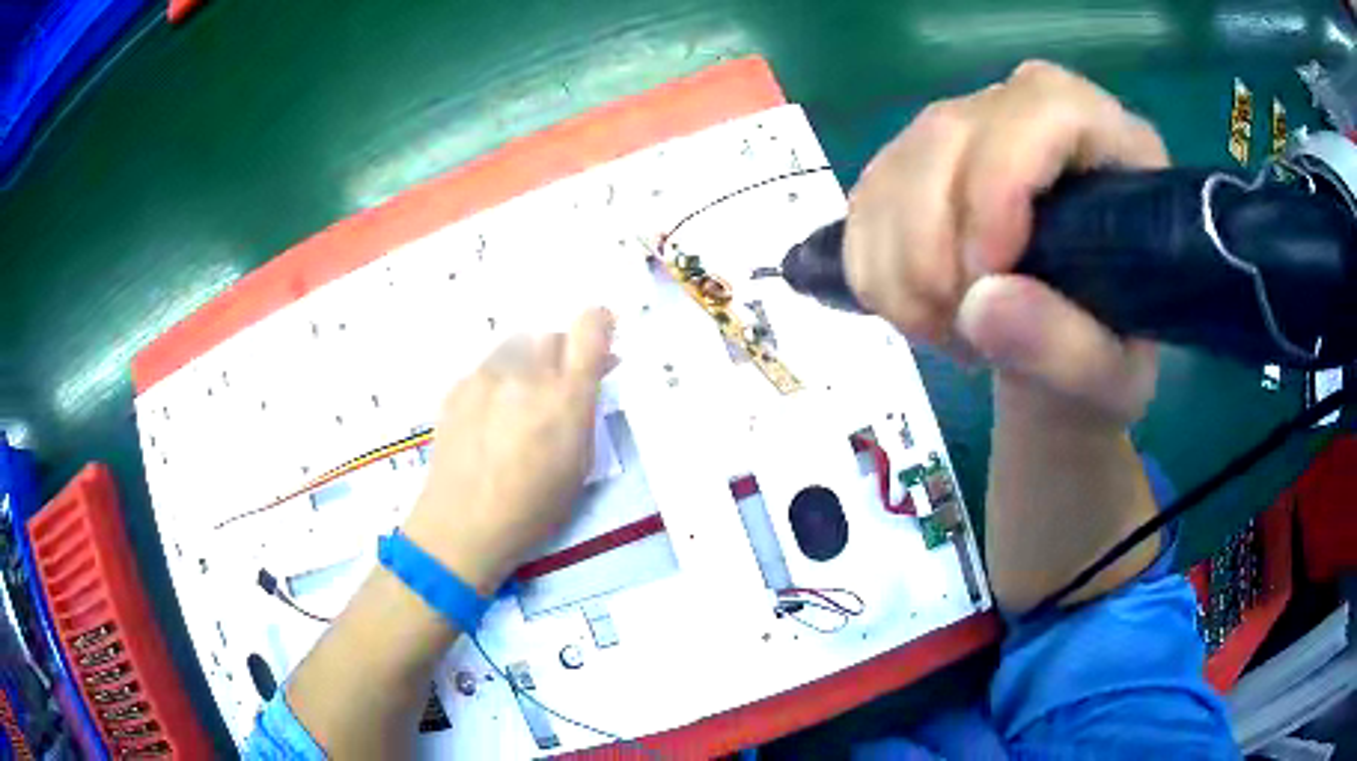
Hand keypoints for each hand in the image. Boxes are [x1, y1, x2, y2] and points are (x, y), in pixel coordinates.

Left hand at [403, 308, 614, 593]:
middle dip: (561, 354)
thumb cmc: (533, 508)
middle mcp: (526, 374)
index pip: (589, 328)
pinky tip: (490, 416)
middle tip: (556, 387)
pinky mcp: (458, 385)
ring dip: (527, 363)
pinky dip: (498, 381)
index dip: (599, 323)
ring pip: (517, 345)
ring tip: (519, 401)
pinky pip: (488, 367)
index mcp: (565, 397)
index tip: (601, 335)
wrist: (461, 524)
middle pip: (551, 334)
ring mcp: (486, 376)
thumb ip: (586, 411)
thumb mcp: (579, 466)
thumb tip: (592, 375)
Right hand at [845, 60, 1167, 423]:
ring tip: (946, 330)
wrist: (1063, 346)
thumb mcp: (1111, 379)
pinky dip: (873, 269)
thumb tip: (980, 307)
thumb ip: (1067, 350)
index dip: (1001, 178)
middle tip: (958, 328)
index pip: (1046, 108)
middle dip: (934, 241)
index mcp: (1113, 144)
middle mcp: (1034, 115)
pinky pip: (866, 200)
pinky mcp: (918, 162)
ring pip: (897, 165)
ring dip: (899, 267)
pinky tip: (917, 310)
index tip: (985, 273)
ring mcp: (970, 131)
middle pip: (951, 131)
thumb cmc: (1108, 355)